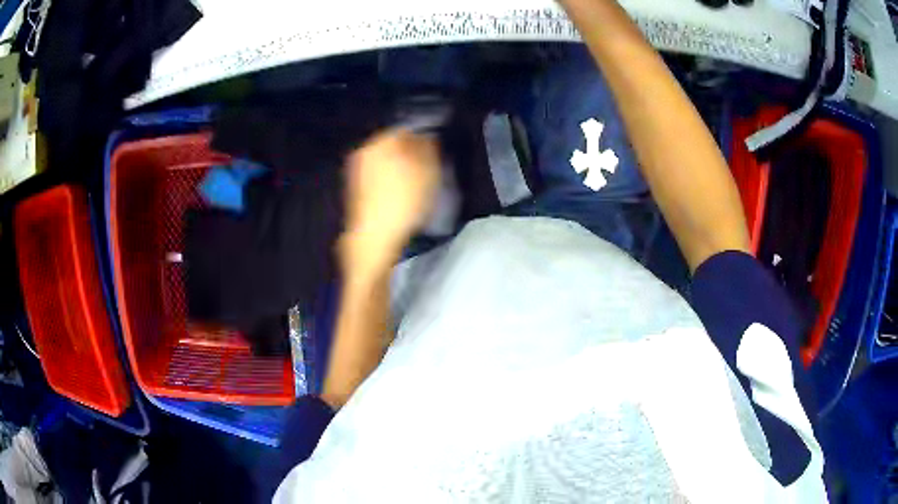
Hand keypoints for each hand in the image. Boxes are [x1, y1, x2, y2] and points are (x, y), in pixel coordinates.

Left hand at [340, 128, 440, 274]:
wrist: (374, 238)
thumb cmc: (404, 201)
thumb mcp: (428, 171)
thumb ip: (428, 148)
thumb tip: (426, 137)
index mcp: (381, 141)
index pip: (406, 129)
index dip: (423, 139)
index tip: (435, 153)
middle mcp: (365, 151)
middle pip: (393, 145)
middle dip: (410, 153)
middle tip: (427, 169)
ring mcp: (356, 171)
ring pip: (384, 162)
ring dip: (399, 169)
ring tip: (414, 186)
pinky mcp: (355, 191)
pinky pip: (377, 178)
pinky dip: (388, 183)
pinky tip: (398, 198)